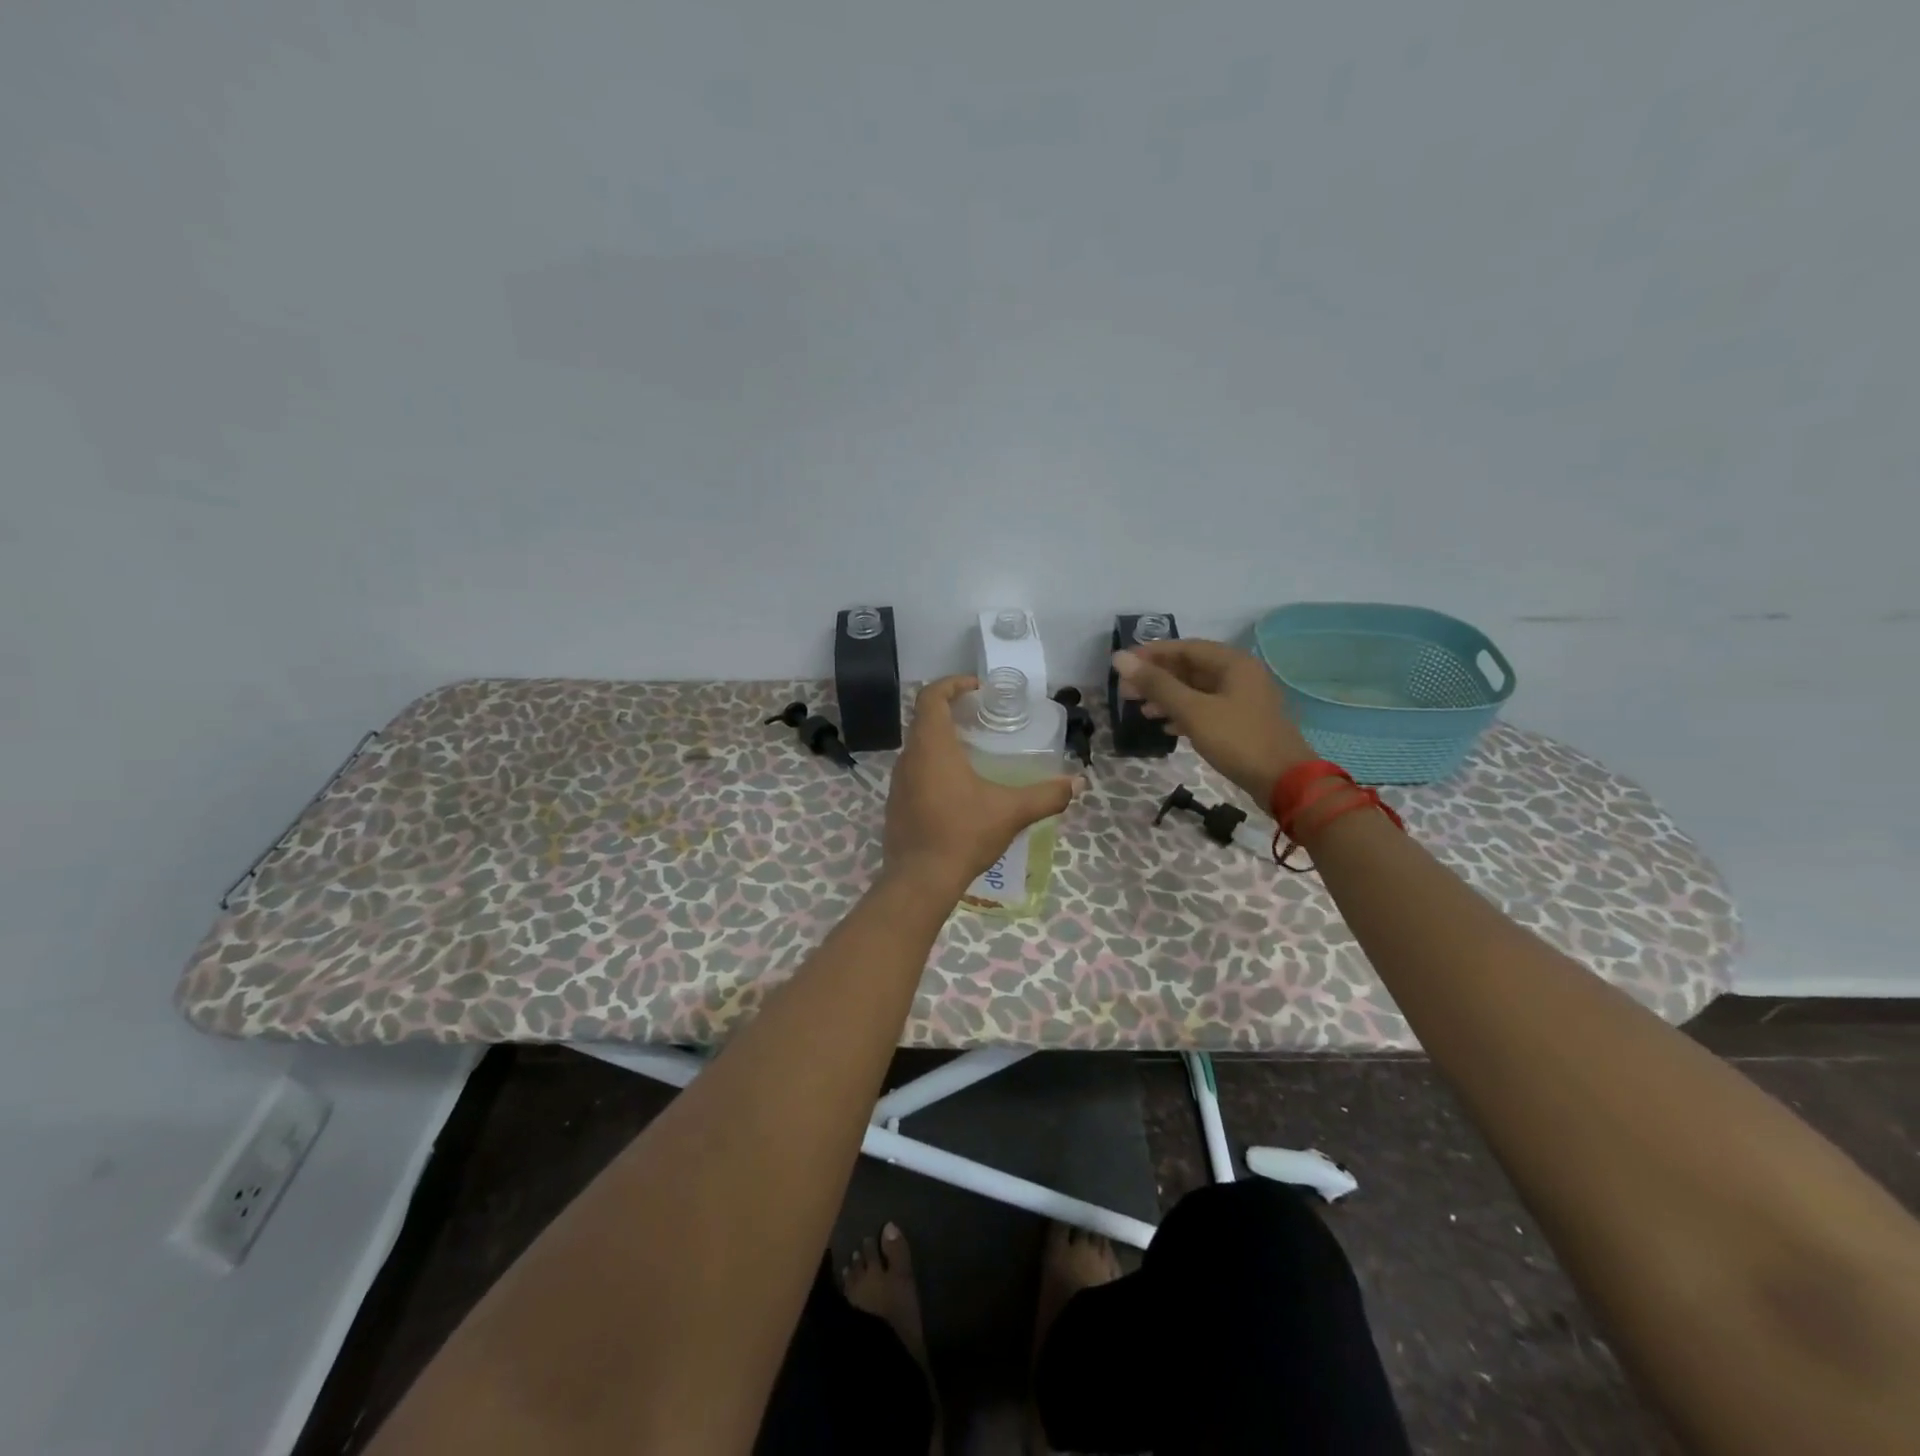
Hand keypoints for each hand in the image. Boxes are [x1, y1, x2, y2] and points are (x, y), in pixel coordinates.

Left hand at [882, 676, 1076, 899]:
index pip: (931, 696)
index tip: (977, 688)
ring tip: (972, 750)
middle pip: (923, 719)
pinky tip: (957, 787)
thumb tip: (1077, 784)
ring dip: (941, 739)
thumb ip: (1046, 795)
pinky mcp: (896, 804)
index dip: (952, 683)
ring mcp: (898, 782)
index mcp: (932, 746)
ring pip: (917, 746)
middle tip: (980, 717)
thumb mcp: (1011, 812)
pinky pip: (914, 771)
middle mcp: (909, 757)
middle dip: (950, 710)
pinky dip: (933, 765)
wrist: (920, 880)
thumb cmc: (963, 834)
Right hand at [1111, 639, 1315, 802]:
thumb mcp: (1192, 711)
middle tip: (1126, 691)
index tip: (1123, 664)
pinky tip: (1166, 726)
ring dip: (1168, 697)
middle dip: (1157, 678)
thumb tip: (1120, 658)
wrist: (1283, 782)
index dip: (1152, 653)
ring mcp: (1242, 700)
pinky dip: (1184, 713)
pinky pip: (1206, 708)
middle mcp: (1239, 675)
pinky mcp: (1241, 722)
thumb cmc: (1237, 740)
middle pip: (1190, 668)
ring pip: (1197, 690)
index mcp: (1233, 663)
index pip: (1185, 647)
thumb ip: (1156, 684)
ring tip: (1141, 710)